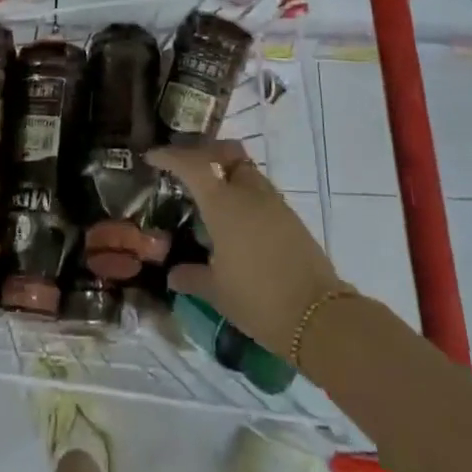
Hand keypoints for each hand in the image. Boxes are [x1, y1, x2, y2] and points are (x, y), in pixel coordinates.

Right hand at [148, 142, 349, 357]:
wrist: (319, 317)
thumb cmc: (258, 300)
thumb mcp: (217, 292)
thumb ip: (191, 276)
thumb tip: (172, 274)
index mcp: (224, 204)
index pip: (192, 164)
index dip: (170, 156)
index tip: (152, 157)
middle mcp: (249, 193)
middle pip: (226, 153)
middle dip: (204, 153)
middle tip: (185, 168)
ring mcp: (274, 203)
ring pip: (246, 170)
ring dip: (226, 172)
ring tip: (210, 195)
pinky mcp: (291, 218)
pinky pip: (260, 191)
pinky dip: (243, 192)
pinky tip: (235, 220)